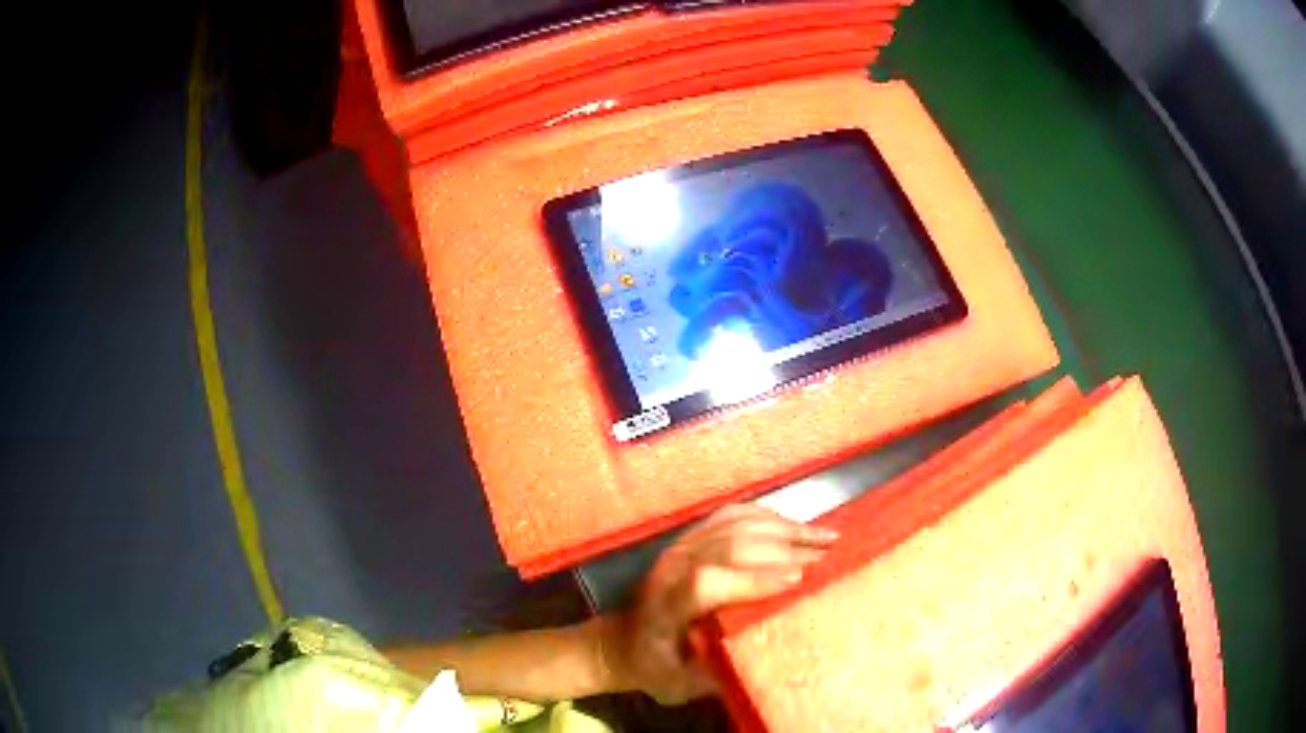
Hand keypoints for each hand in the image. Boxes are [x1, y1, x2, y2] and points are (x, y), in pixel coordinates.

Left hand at [602, 504, 837, 704]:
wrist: (622, 641)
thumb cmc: (653, 667)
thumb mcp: (678, 685)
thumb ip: (716, 673)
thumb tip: (768, 657)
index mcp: (666, 607)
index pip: (707, 582)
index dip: (753, 579)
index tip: (798, 581)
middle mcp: (672, 569)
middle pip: (730, 547)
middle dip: (784, 550)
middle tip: (829, 559)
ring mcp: (681, 547)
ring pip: (736, 526)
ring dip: (785, 529)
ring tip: (826, 538)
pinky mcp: (691, 537)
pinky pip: (732, 515)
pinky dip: (768, 517)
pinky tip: (795, 524)